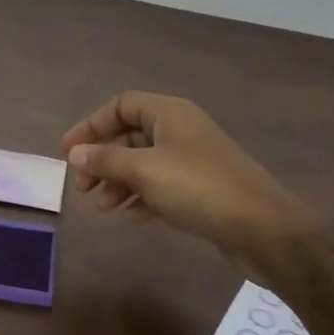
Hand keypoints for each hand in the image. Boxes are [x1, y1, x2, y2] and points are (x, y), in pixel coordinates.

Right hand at [62, 92, 314, 263]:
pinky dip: (143, 198)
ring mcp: (194, 161)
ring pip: (145, 164)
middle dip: (103, 160)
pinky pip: (162, 186)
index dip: (92, 125)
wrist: (264, 229)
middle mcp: (182, 130)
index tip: (69, 152)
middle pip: (131, 135)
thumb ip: (107, 160)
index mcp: (170, 113)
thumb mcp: (145, 170)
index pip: (121, 105)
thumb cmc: (199, 188)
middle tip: (83, 187)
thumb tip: (76, 154)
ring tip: (103, 208)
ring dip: (120, 182)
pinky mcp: (203, 190)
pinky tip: (131, 218)